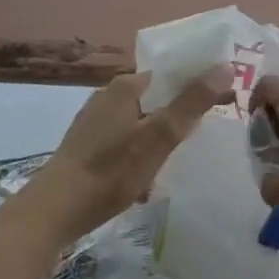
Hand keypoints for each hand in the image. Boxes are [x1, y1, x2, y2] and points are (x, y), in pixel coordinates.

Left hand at [35, 69, 227, 241]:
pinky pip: (127, 140)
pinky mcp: (87, 146)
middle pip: (158, 97)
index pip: (172, 73)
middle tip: (205, 135)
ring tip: (180, 158)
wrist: (53, 212)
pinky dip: (142, 151)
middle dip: (181, 114)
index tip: (225, 102)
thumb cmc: (110, 171)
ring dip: (162, 136)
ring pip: (142, 121)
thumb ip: (191, 103)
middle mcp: (108, 96)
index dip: (199, 84)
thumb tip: (225, 66)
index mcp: (125, 86)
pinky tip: (149, 176)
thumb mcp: (158, 137)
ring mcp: (95, 122)